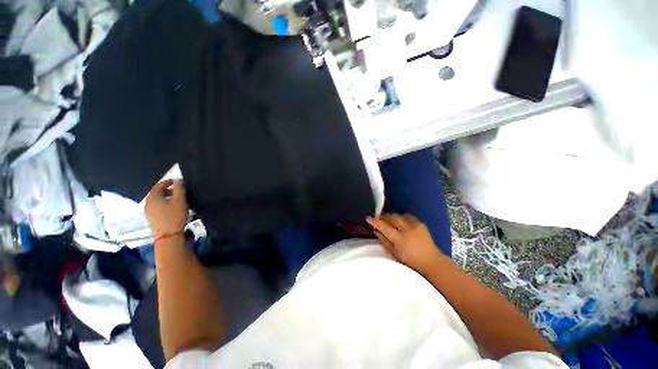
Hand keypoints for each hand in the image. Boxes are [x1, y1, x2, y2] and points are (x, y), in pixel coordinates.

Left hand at [145, 179, 188, 238]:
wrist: (168, 236)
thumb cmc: (175, 216)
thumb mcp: (180, 200)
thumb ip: (179, 189)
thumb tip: (178, 180)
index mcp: (153, 197)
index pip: (159, 185)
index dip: (168, 182)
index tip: (178, 181)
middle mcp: (148, 202)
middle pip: (157, 192)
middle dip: (168, 189)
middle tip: (179, 190)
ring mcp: (148, 211)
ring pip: (157, 200)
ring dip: (166, 197)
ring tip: (177, 199)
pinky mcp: (151, 218)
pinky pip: (157, 206)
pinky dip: (164, 203)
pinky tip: (172, 207)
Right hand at [366, 213, 445, 274]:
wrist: (432, 262)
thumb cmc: (411, 261)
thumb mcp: (395, 254)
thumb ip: (384, 241)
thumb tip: (376, 231)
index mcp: (400, 239)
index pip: (385, 227)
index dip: (375, 222)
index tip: (369, 218)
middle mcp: (408, 229)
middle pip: (392, 217)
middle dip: (384, 216)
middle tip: (379, 219)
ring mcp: (415, 225)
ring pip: (399, 215)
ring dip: (392, 217)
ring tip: (389, 221)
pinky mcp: (421, 223)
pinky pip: (408, 216)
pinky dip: (401, 217)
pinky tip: (400, 222)